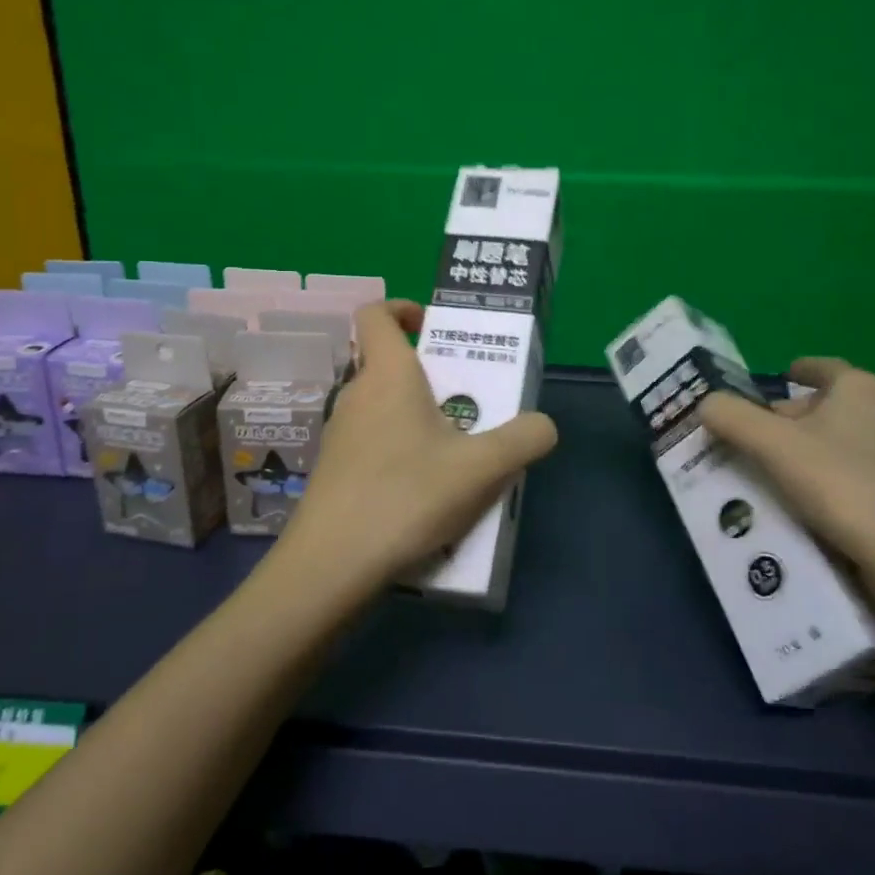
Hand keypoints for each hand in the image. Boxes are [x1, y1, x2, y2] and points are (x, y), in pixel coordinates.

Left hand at [275, 300, 557, 595]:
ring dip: (419, 419)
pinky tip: (427, 494)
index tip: (433, 326)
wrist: (331, 566)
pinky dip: (402, 452)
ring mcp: (340, 435)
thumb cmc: (406, 497)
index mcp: (388, 375)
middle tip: (471, 403)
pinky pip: (374, 444)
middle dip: (432, 376)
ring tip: (458, 455)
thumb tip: (543, 425)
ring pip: (384, 409)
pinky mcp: (334, 471)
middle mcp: (356, 395)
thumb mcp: (482, 469)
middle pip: (390, 365)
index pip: (376, 314)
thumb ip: (524, 439)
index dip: (403, 308)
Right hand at [697, 358, 874, 602]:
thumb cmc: (843, 485)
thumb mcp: (772, 446)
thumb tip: (705, 402)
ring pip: (854, 440)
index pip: (824, 367)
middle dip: (799, 418)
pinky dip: (843, 478)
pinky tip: (822, 505)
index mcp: (862, 388)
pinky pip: (870, 472)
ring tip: (786, 475)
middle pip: (836, 406)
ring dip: (821, 450)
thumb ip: (733, 418)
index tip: (783, 376)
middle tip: (764, 439)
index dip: (800, 370)